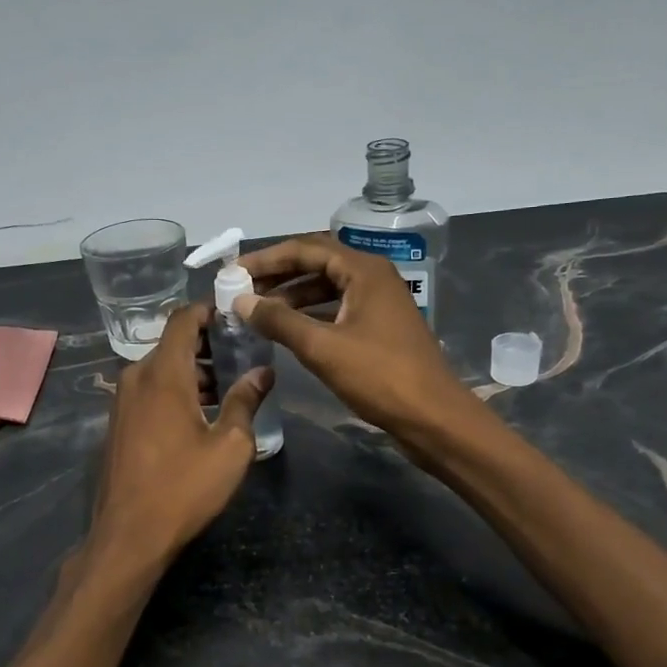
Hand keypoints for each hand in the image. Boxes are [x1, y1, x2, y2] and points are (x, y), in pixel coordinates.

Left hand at [89, 302, 272, 562]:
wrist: (129, 535)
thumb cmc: (184, 487)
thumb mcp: (230, 446)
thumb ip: (246, 401)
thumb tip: (263, 371)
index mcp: (163, 374)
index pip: (183, 319)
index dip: (209, 310)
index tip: (237, 315)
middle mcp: (136, 378)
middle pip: (172, 343)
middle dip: (207, 344)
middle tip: (242, 354)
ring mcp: (122, 402)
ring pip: (160, 369)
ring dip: (192, 371)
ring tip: (227, 387)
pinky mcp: (118, 424)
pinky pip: (149, 391)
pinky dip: (174, 390)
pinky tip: (199, 414)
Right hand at [235, 234, 474, 445]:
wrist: (433, 417)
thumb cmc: (379, 376)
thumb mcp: (322, 347)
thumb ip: (279, 321)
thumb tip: (241, 301)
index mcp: (364, 270)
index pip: (305, 249)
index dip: (266, 259)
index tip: (233, 272)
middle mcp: (372, 277)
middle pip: (316, 263)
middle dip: (277, 275)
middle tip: (241, 289)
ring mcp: (378, 302)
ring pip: (326, 287)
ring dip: (292, 296)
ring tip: (257, 311)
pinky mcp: (379, 327)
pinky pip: (337, 308)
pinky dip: (310, 314)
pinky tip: (287, 329)